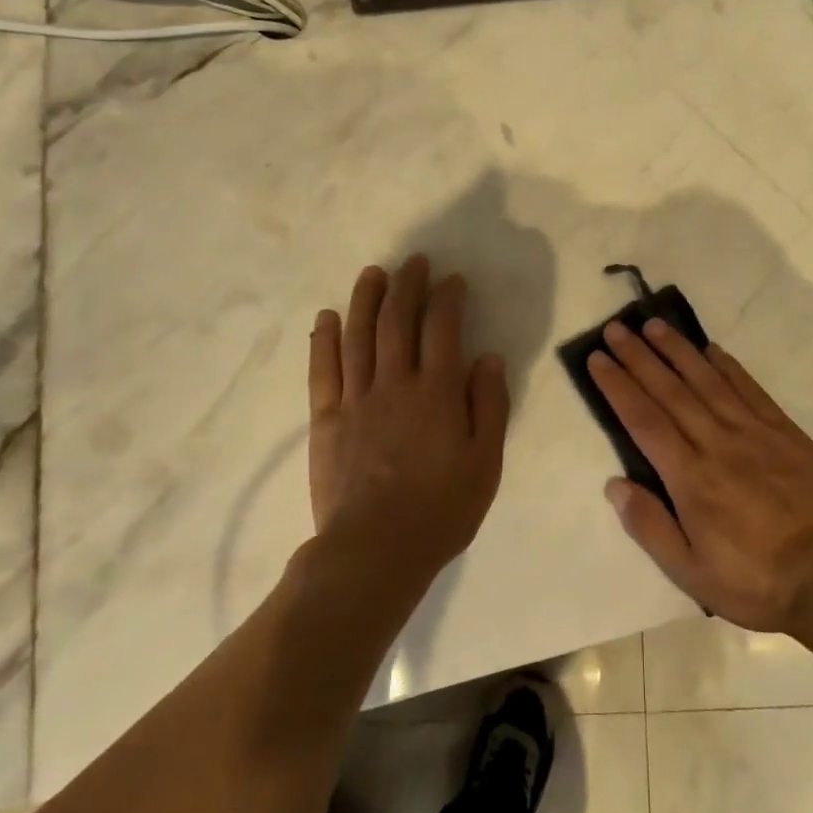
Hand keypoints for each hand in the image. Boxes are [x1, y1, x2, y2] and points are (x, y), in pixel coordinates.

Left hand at [308, 256, 509, 584]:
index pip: (442, 329)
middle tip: (413, 261)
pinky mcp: (326, 419)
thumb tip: (488, 358)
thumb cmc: (441, 510)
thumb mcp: (485, 463)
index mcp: (437, 392)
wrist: (374, 551)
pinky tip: (327, 317)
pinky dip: (324, 339)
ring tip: (372, 273)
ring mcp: (356, 399)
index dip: (448, 298)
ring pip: (359, 335)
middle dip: (407, 285)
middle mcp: (395, 383)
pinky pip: (323, 370)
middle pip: (398, 321)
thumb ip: (490, 406)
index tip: (452, 280)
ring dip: (366, 299)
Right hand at [589, 319, 812, 633]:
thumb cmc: (754, 581)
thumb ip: (650, 526)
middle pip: (670, 391)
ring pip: (708, 381)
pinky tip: (712, 349)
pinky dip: (728, 366)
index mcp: (690, 478)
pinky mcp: (784, 432)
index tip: (598, 359)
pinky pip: (750, 389)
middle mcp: (717, 443)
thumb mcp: (691, 573)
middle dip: (639, 357)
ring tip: (655, 325)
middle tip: (616, 328)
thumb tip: (614, 484)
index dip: (618, 386)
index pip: (644, 420)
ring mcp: (754, 433)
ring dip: (678, 350)